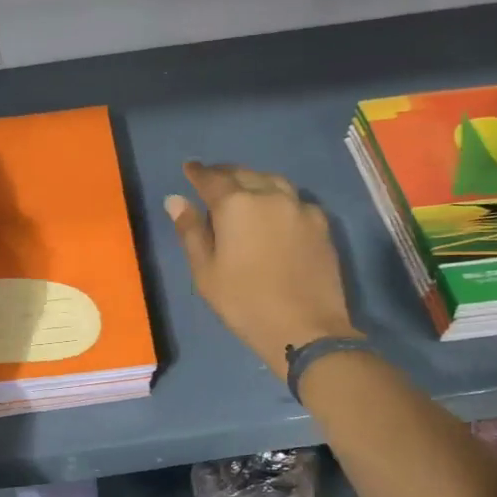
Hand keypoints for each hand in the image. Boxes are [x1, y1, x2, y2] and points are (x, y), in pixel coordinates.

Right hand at [165, 162, 358, 373]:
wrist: (305, 328)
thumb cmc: (245, 302)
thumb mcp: (206, 272)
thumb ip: (191, 232)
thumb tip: (176, 200)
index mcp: (236, 205)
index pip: (211, 179)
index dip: (197, 173)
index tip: (189, 168)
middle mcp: (269, 195)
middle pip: (244, 174)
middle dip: (225, 173)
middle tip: (213, 178)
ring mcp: (299, 207)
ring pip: (273, 181)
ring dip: (255, 181)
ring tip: (245, 190)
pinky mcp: (321, 223)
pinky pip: (295, 200)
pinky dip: (279, 199)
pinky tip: (276, 212)